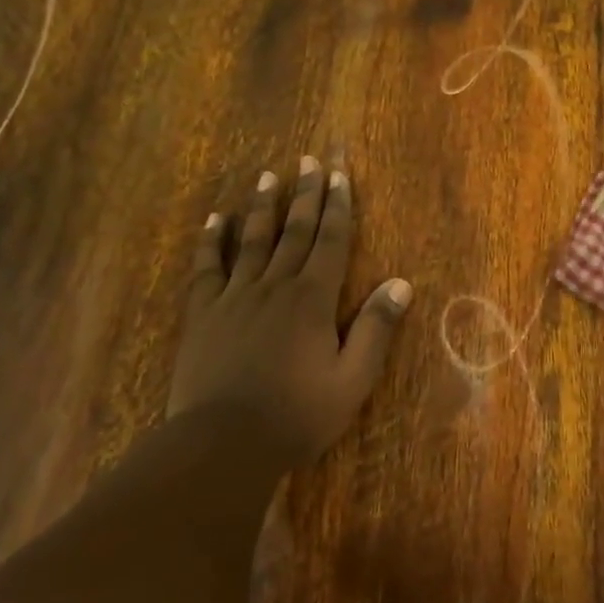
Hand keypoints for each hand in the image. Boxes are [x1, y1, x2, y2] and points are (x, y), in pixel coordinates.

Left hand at [170, 158, 411, 467]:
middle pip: (294, 230)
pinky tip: (215, 220)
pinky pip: (207, 267)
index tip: (339, 173)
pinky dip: (211, 241)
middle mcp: (275, 286)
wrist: (223, 444)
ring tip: (268, 175)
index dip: (338, 205)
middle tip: (310, 159)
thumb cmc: (297, 415)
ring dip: (263, 206)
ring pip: (252, 240)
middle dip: (305, 193)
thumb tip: (400, 283)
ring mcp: (235, 297)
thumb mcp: (352, 380)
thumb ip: (375, 329)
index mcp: (313, 299)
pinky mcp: (203, 314)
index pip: (331, 241)